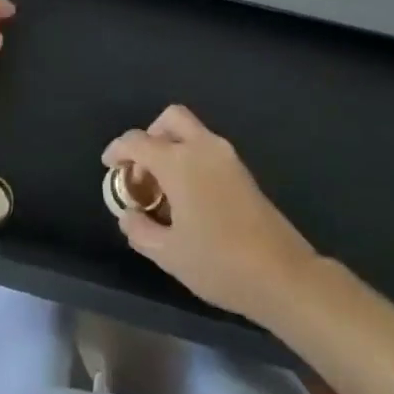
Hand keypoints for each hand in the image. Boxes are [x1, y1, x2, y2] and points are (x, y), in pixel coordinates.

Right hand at [102, 105, 318, 323]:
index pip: (138, 141)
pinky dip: (190, 158)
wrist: (283, 275)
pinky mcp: (243, 171)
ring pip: (192, 131)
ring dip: (172, 146)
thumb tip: (128, 215)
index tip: (109, 166)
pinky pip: (207, 149)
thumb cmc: (219, 263)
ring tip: (163, 187)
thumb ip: (140, 231)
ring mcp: (226, 157)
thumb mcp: (169, 254)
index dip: (118, 150)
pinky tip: (188, 196)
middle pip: (170, 119)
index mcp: (179, 162)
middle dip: (150, 134)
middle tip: (142, 168)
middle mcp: (202, 148)